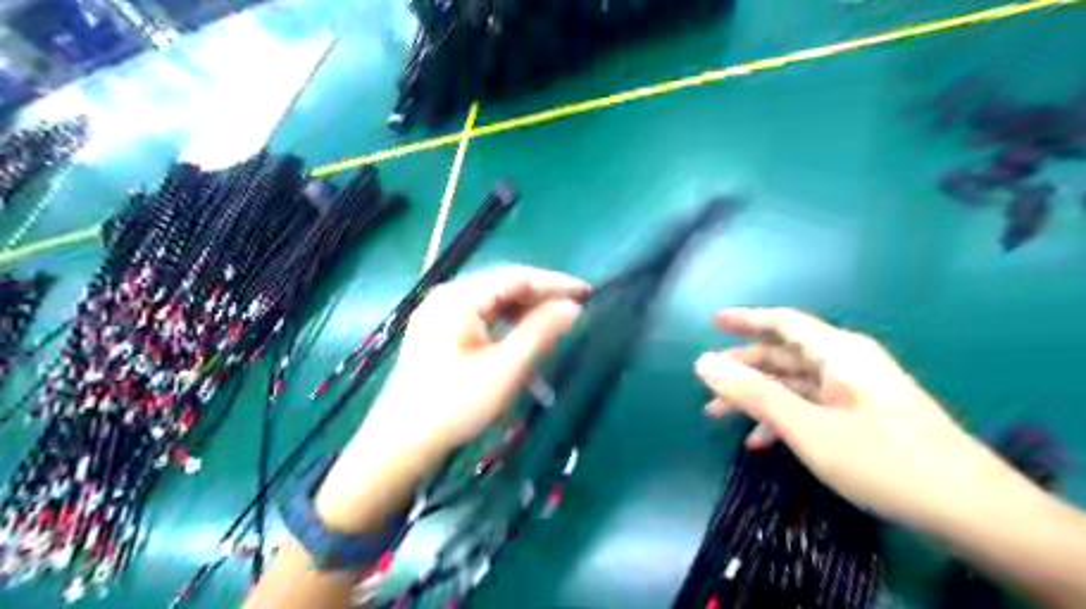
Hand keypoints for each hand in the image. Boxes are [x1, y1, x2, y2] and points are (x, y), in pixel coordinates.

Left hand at [313, 267, 585, 532]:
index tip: (588, 293)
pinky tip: (526, 345)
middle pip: (504, 287)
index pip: (515, 277)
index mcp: (457, 298)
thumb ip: (540, 333)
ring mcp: (442, 315)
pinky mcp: (443, 334)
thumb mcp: (504, 370)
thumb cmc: (452, 407)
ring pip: (496, 304)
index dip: (554, 283)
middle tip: (576, 312)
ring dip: (527, 316)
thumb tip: (572, 308)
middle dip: (541, 299)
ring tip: (557, 329)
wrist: (400, 446)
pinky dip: (509, 330)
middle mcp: (448, 298)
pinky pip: (484, 321)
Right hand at [695, 309, 1018, 528]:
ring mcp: (858, 389)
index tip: (712, 323)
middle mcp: (848, 362)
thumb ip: (753, 393)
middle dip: (744, 369)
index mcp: (838, 352)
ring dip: (759, 397)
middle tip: (709, 387)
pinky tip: (762, 442)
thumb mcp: (807, 427)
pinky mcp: (865, 414)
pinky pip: (813, 405)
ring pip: (795, 382)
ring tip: (722, 417)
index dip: (745, 319)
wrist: (972, 510)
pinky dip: (784, 417)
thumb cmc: (882, 460)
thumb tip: (703, 363)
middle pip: (785, 354)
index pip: (783, 322)